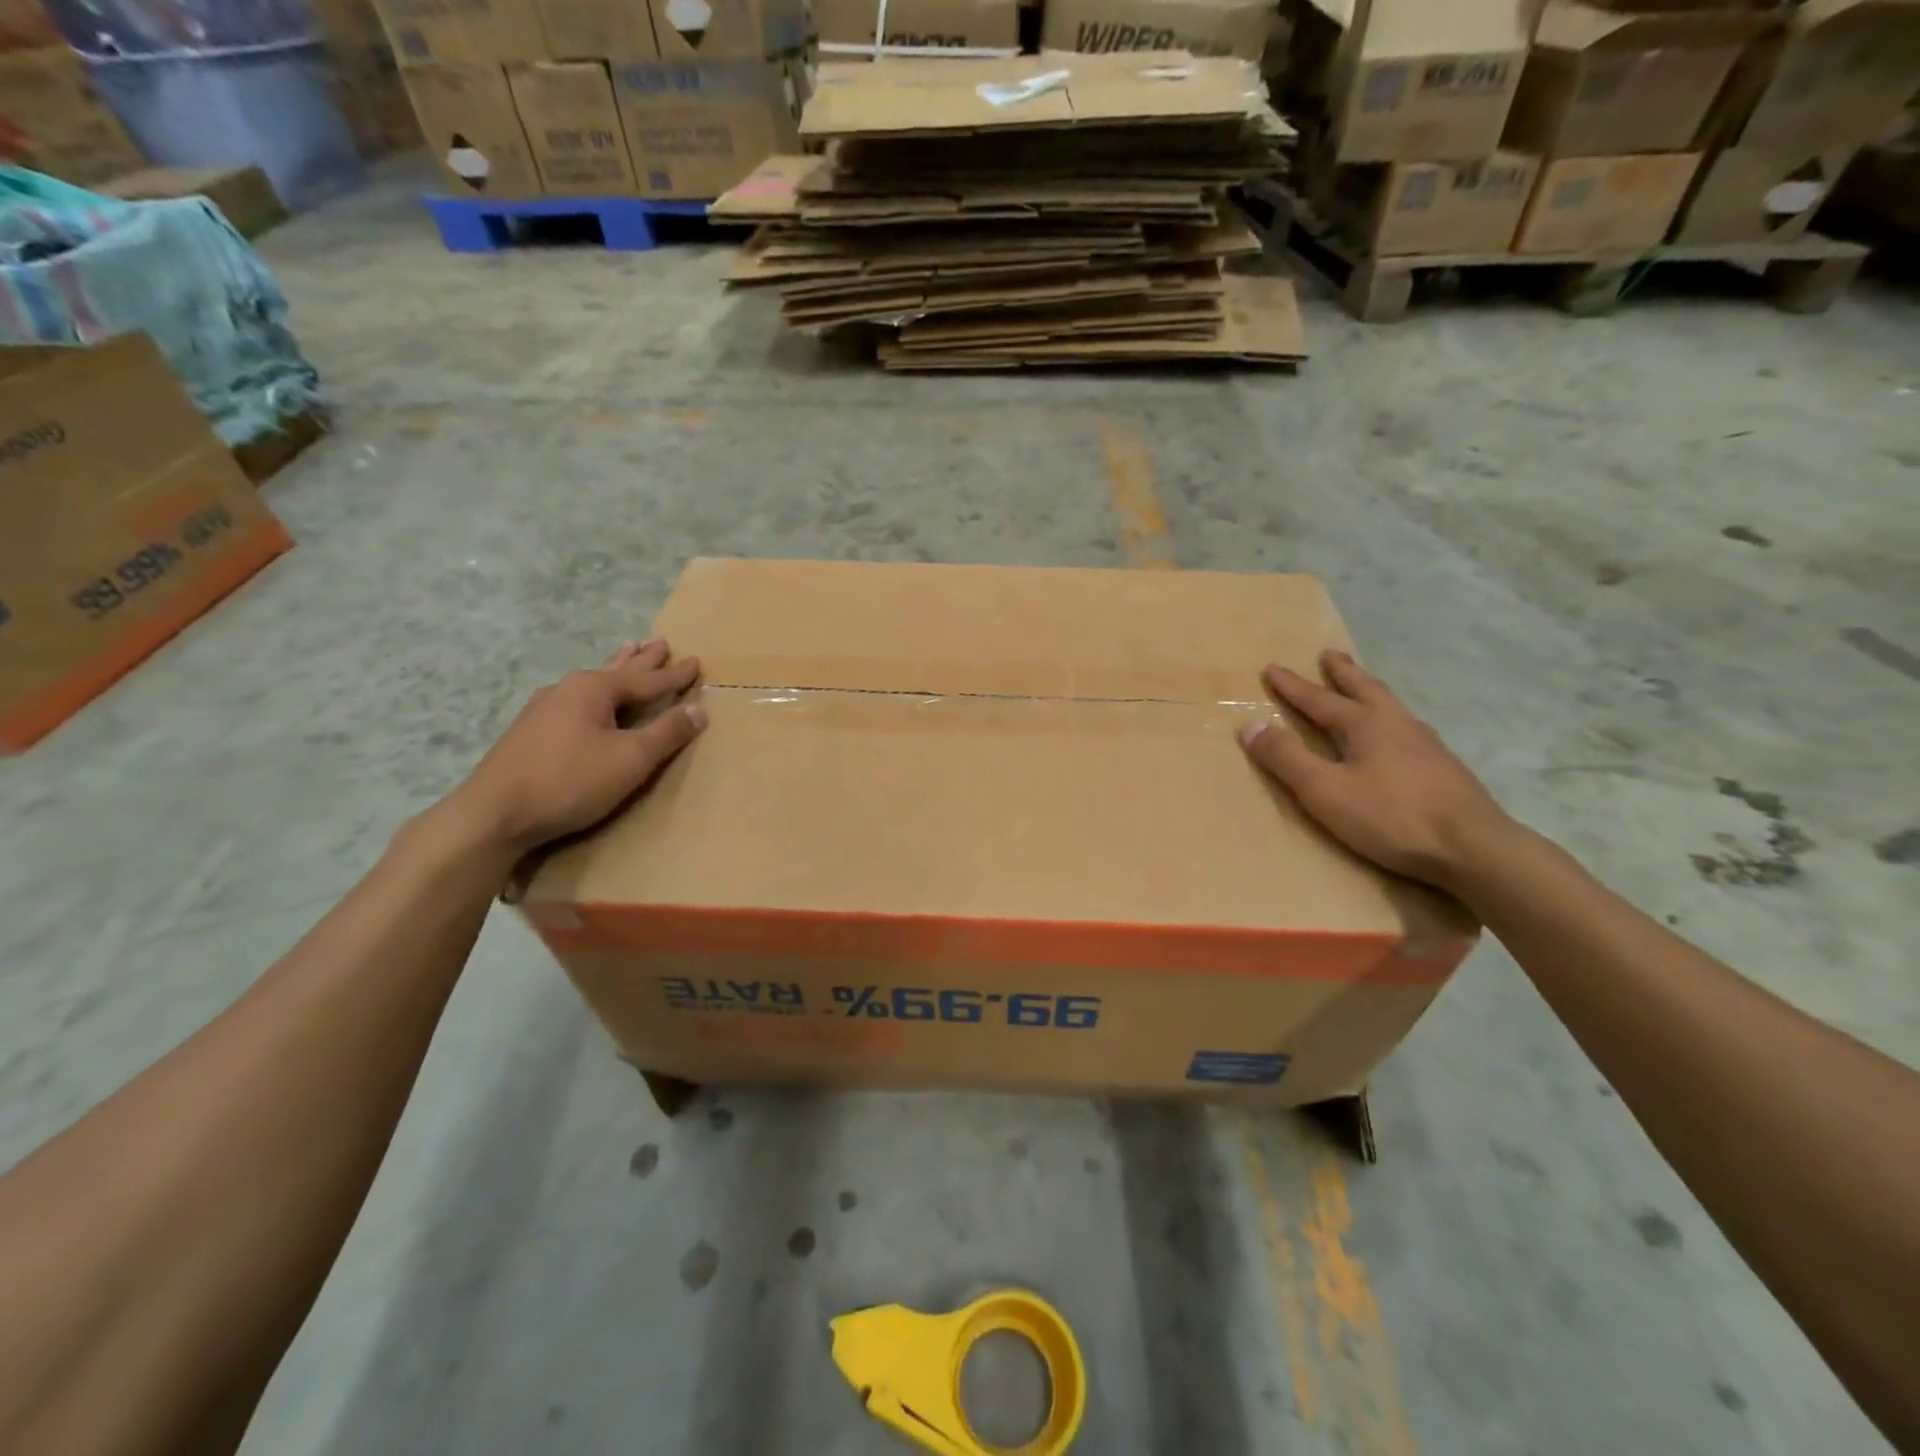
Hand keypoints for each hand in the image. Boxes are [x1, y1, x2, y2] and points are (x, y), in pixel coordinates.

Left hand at [448, 640, 705, 854]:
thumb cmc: (571, 781)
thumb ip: (667, 733)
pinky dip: (595, 691)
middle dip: (642, 660)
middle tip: (660, 641)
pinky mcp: (531, 730)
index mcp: (594, 689)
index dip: (675, 675)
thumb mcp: (631, 759)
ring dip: (616, 668)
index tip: (696, 662)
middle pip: (617, 671)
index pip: (648, 680)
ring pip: (593, 682)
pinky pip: (576, 699)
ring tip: (628, 650)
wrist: (495, 814)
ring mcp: (545, 708)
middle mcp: (568, 689)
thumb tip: (699, 709)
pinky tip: (586, 696)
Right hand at [1237, 650, 1511, 891]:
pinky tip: (1398, 735)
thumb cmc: (1390, 817)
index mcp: (1365, 725)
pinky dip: (1392, 719)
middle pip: (1365, 688)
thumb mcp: (1324, 790)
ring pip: (1391, 706)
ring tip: (1363, 688)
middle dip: (1342, 672)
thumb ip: (1286, 758)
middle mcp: (1397, 724)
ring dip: (1370, 691)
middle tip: (1330, 654)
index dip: (1292, 686)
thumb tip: (1250, 725)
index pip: (1319, 699)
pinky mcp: (1444, 768)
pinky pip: (1408, 729)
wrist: (1473, 848)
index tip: (1272, 668)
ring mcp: (1426, 744)